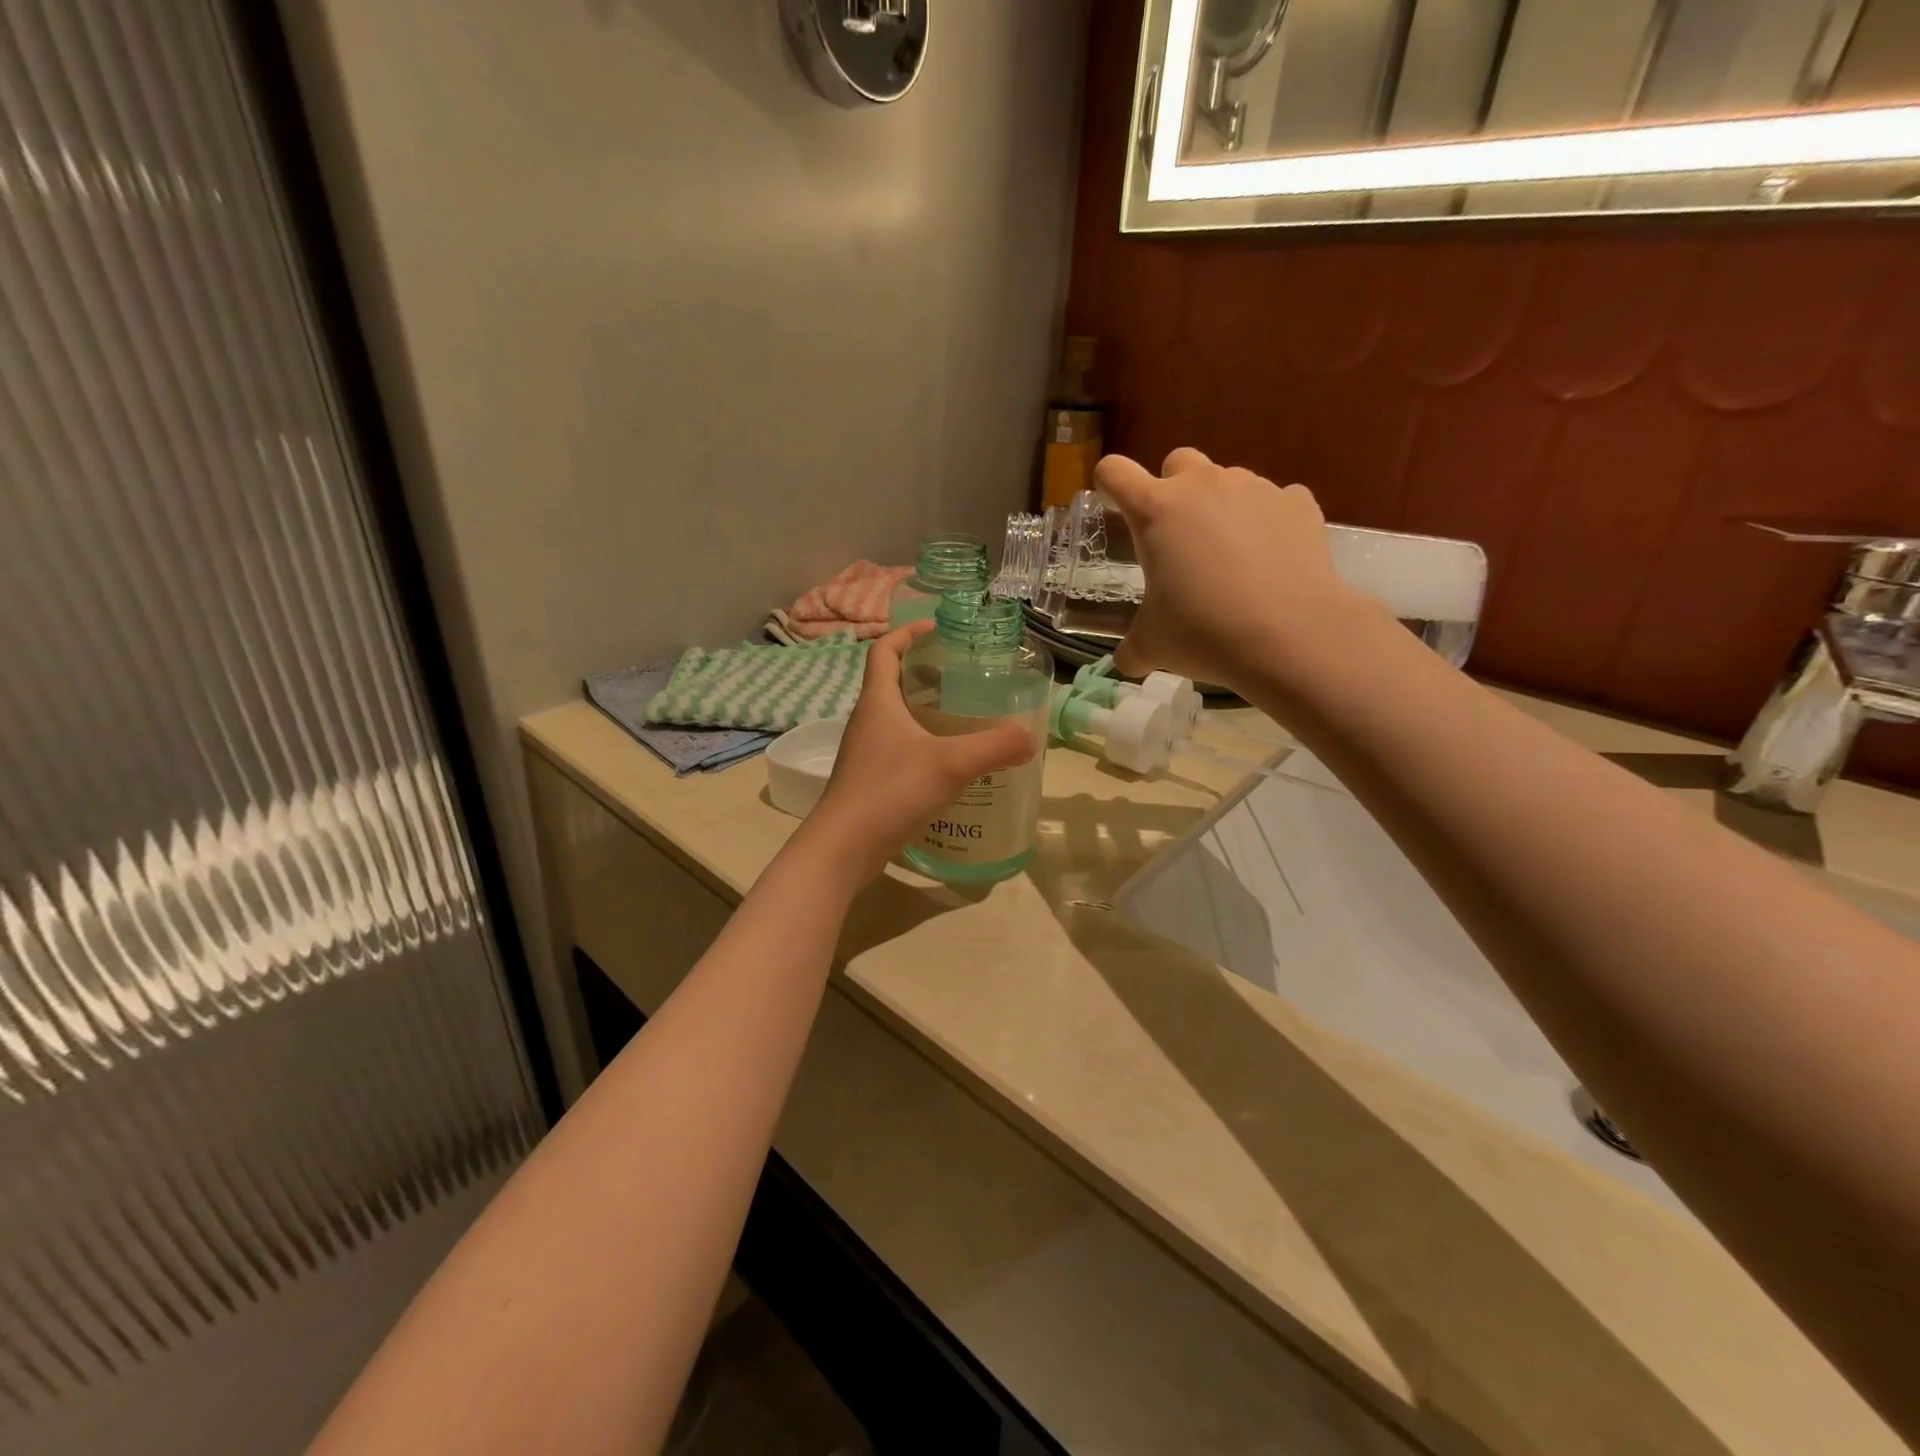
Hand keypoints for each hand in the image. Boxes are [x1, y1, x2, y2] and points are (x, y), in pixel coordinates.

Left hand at [804, 624, 1037, 886]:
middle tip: (964, 677)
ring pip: (896, 719)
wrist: (843, 848)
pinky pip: (898, 750)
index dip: (907, 632)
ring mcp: (865, 754)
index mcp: (878, 702)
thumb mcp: (950, 764)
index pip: (884, 650)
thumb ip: (994, 747)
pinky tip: (950, 765)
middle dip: (926, 673)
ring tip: (965, 718)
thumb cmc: (890, 792)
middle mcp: (867, 722)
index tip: (937, 629)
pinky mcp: (870, 782)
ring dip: (925, 712)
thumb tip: (1030, 738)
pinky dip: (923, 746)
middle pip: (892, 682)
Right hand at [1094, 448, 1377, 692]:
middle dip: (1172, 489)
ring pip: (1227, 480)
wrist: (1291, 635)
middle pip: (1176, 461)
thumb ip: (1132, 648)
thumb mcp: (1152, 646)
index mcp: (1155, 511)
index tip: (1113, 506)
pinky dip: (1267, 521)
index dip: (1108, 485)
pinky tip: (1271, 558)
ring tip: (1229, 555)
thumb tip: (1126, 663)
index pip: (1114, 472)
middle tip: (1177, 537)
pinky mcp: (1297, 502)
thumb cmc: (1204, 632)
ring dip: (1219, 506)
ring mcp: (1254, 488)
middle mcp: (1202, 485)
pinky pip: (1275, 500)